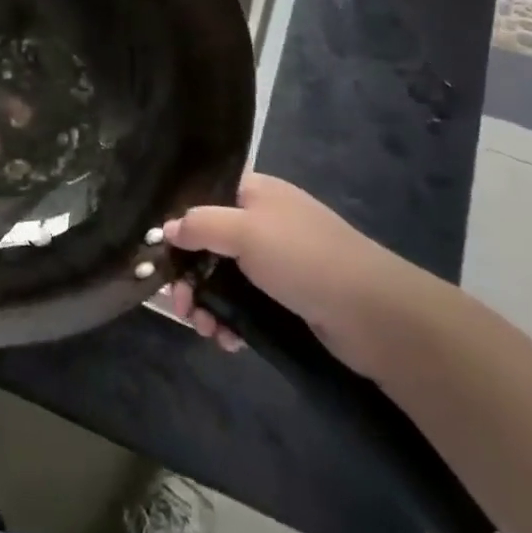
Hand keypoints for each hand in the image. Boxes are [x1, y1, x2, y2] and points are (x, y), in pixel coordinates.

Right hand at [163, 171, 437, 379]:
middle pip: (209, 241)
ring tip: (204, 330)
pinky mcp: (286, 298)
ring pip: (223, 277)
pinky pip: (244, 304)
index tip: (158, 250)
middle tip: (179, 305)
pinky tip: (227, 340)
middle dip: (188, 274)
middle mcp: (263, 221)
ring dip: (206, 302)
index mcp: (255, 192)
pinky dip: (230, 319)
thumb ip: (200, 224)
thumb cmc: (304, 258)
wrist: (374, 314)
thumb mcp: (244, 231)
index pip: (205, 194)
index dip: (178, 219)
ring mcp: (276, 261)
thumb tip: (167, 228)